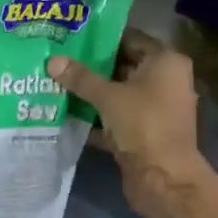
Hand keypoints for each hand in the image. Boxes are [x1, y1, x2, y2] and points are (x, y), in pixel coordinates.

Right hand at [48, 28, 217, 217]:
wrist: (165, 181)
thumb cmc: (144, 125)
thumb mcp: (109, 97)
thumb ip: (81, 78)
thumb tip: (52, 61)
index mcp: (166, 62)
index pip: (130, 39)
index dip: (102, 38)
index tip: (72, 36)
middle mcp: (165, 81)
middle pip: (124, 65)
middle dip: (93, 65)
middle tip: (60, 58)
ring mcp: (156, 108)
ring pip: (119, 92)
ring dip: (93, 92)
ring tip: (58, 81)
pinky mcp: (145, 132)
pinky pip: (117, 116)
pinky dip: (97, 115)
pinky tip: (67, 112)